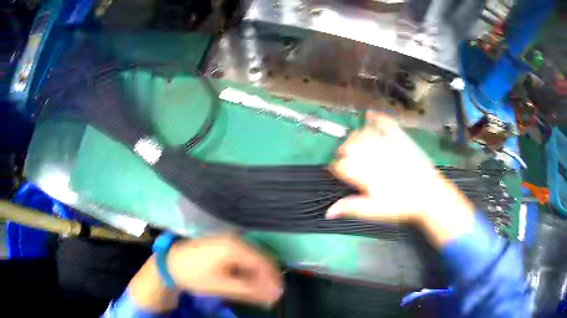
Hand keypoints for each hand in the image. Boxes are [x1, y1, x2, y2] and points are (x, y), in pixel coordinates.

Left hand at [167, 236, 281, 304]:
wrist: (170, 262)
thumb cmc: (194, 274)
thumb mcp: (221, 285)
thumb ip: (249, 290)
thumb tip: (272, 296)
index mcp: (234, 247)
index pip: (263, 263)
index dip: (272, 280)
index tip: (277, 295)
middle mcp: (235, 239)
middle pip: (261, 259)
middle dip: (267, 278)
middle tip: (269, 295)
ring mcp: (230, 240)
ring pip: (254, 258)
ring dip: (258, 275)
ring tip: (259, 291)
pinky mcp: (225, 244)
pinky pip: (245, 256)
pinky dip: (249, 270)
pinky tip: (248, 281)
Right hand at [326, 112, 474, 246]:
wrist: (429, 195)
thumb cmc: (401, 206)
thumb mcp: (376, 212)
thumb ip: (352, 208)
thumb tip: (328, 212)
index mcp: (366, 176)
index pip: (341, 165)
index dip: (337, 167)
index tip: (339, 171)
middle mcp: (374, 157)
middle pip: (349, 146)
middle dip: (344, 151)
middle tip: (349, 158)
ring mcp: (388, 145)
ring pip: (362, 133)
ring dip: (356, 137)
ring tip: (358, 143)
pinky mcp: (400, 138)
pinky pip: (386, 122)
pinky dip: (377, 117)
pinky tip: (370, 115)